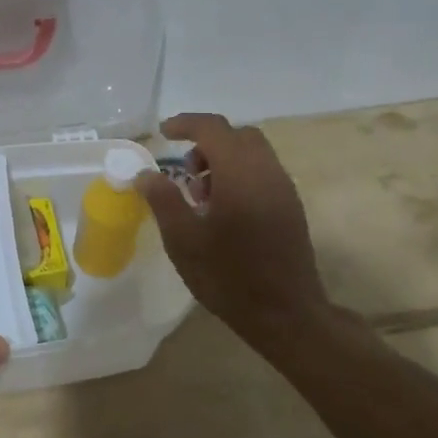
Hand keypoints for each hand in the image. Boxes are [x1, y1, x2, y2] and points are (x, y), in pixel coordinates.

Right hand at [136, 113, 330, 352]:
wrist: (285, 313)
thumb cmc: (228, 276)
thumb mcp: (184, 240)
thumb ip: (163, 200)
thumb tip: (146, 174)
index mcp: (239, 174)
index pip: (213, 129)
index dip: (185, 124)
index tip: (163, 133)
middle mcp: (267, 172)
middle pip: (238, 136)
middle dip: (207, 143)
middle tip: (185, 171)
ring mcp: (283, 189)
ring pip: (253, 153)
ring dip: (224, 160)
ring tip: (201, 196)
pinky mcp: (291, 207)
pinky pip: (263, 173)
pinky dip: (240, 175)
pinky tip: (224, 211)